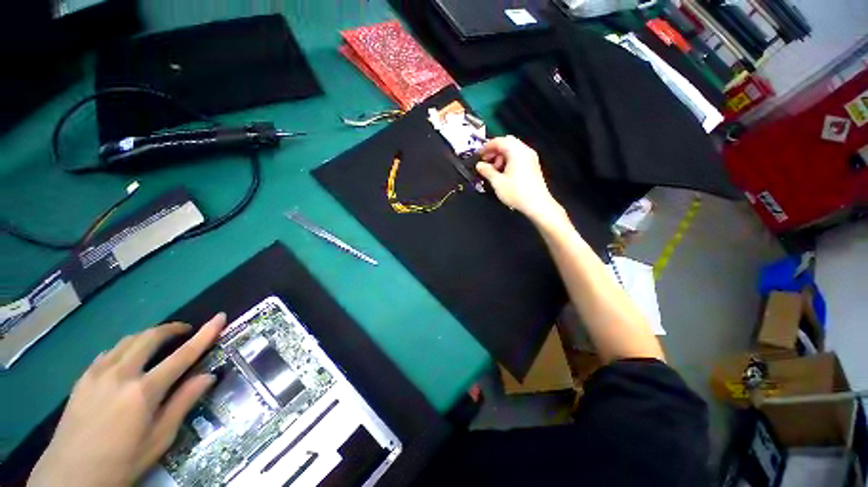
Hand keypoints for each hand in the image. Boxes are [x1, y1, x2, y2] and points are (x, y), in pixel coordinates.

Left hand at [28, 314, 226, 486]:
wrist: (71, 475)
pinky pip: (108, 353)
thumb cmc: (122, 461)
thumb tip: (208, 376)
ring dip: (148, 336)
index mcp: (144, 391)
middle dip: (171, 329)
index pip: (183, 355)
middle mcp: (121, 374)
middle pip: (150, 337)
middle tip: (185, 331)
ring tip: (158, 343)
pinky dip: (125, 349)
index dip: (205, 334)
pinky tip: (127, 360)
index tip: (219, 317)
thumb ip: (183, 403)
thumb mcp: (159, 439)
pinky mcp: (83, 378)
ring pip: (127, 340)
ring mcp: (98, 374)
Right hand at [476, 136, 561, 221]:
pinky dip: (509, 161)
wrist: (537, 204)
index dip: (487, 147)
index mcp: (517, 151)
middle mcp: (525, 151)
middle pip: (507, 143)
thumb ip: (487, 171)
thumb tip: (479, 165)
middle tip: (486, 161)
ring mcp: (530, 158)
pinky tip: (503, 173)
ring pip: (513, 150)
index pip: (500, 141)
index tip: (479, 155)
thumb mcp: (497, 182)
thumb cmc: (516, 192)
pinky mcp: (532, 166)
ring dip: (501, 157)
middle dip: (495, 151)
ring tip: (494, 170)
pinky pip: (518, 157)